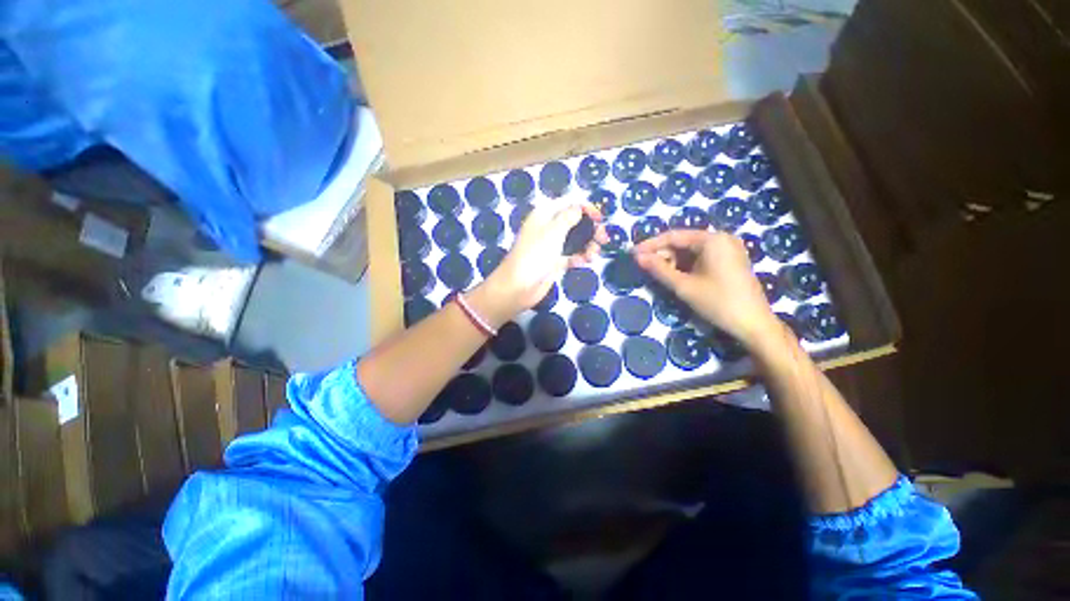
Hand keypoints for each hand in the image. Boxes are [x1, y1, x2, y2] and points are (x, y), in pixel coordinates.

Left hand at [474, 202, 605, 322]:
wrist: (518, 286)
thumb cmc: (535, 254)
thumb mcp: (553, 231)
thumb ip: (569, 217)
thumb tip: (579, 207)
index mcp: (545, 214)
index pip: (568, 202)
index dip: (585, 207)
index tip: (600, 218)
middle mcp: (548, 227)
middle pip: (575, 222)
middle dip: (591, 229)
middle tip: (603, 239)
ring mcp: (551, 246)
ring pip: (575, 240)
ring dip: (588, 245)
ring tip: (594, 254)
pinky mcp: (554, 262)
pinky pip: (571, 255)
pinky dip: (579, 257)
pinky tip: (584, 262)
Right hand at [632, 230, 781, 347]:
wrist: (754, 324)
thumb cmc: (718, 302)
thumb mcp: (684, 286)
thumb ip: (659, 269)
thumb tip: (638, 257)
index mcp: (712, 239)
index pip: (673, 236)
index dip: (650, 245)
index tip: (632, 253)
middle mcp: (721, 238)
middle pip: (683, 242)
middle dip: (662, 254)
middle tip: (644, 267)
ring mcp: (728, 249)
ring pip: (691, 250)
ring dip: (673, 261)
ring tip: (658, 274)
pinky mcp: (730, 260)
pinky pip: (702, 257)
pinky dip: (686, 265)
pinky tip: (676, 276)